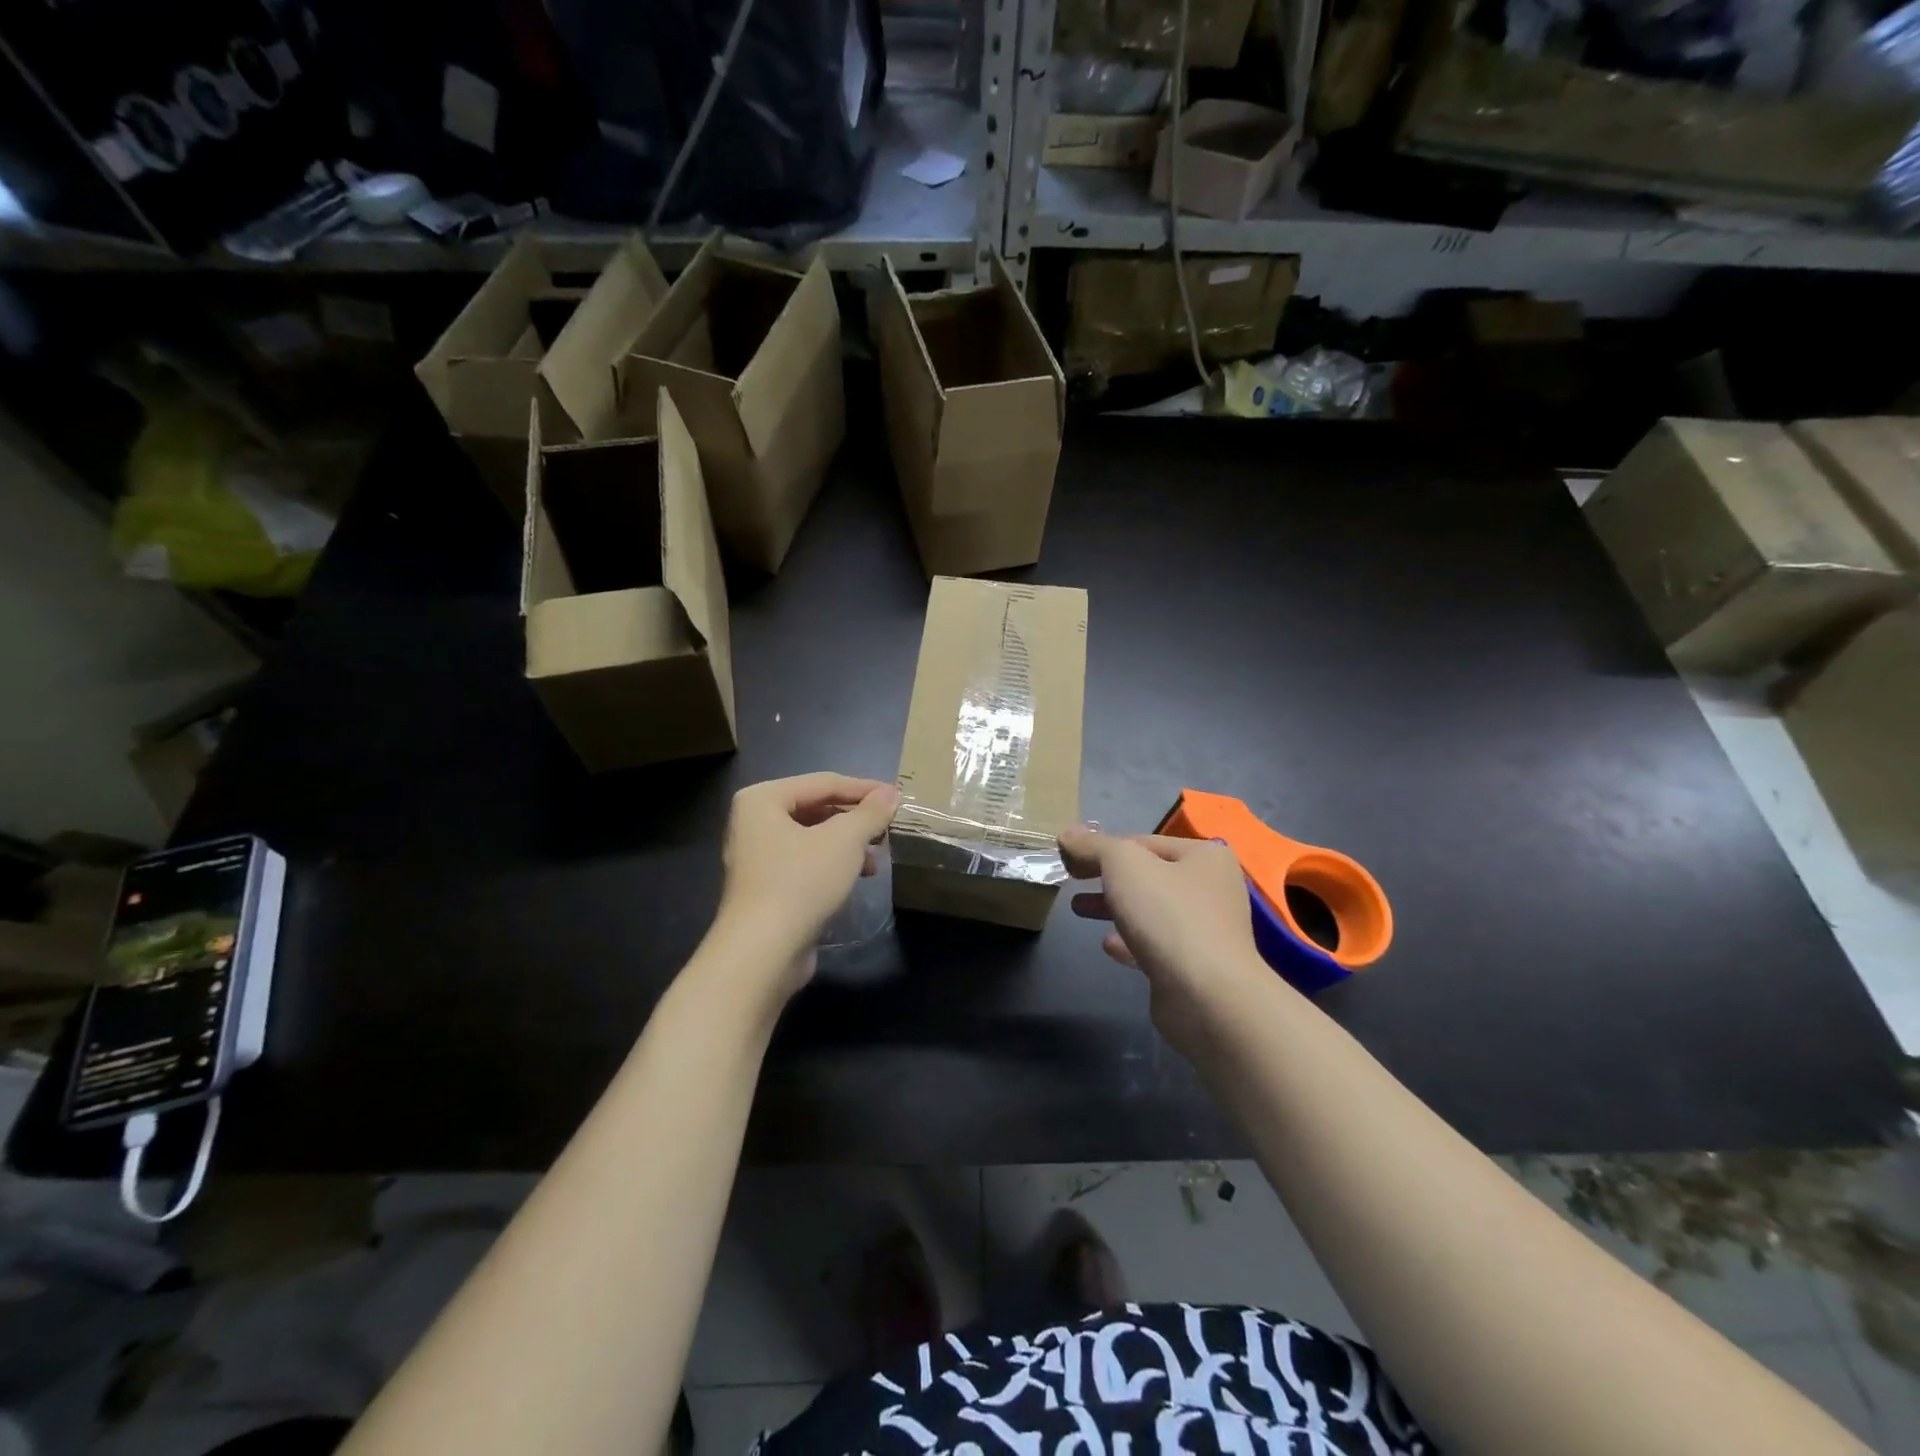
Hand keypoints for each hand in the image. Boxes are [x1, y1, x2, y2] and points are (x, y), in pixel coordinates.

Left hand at [712, 773, 897, 990]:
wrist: (762, 953)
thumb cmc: (800, 882)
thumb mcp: (844, 840)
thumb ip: (870, 813)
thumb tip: (891, 793)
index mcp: (763, 799)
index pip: (823, 782)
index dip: (864, 789)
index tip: (897, 797)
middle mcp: (754, 822)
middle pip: (816, 808)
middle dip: (855, 819)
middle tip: (888, 828)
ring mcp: (757, 857)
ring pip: (813, 837)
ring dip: (848, 844)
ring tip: (877, 857)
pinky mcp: (766, 887)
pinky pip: (806, 862)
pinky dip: (833, 864)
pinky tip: (859, 877)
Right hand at [1058, 827, 1272, 1047]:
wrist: (1207, 996)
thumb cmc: (1169, 916)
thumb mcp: (1123, 865)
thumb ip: (1094, 846)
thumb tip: (1067, 834)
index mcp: (1205, 856)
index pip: (1143, 842)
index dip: (1104, 848)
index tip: (1071, 859)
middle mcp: (1213, 888)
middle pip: (1148, 876)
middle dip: (1107, 878)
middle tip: (1072, 881)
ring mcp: (1207, 930)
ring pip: (1150, 910)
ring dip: (1115, 907)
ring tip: (1079, 910)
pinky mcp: (1196, 966)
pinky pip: (1156, 945)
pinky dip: (1130, 941)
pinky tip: (1107, 945)